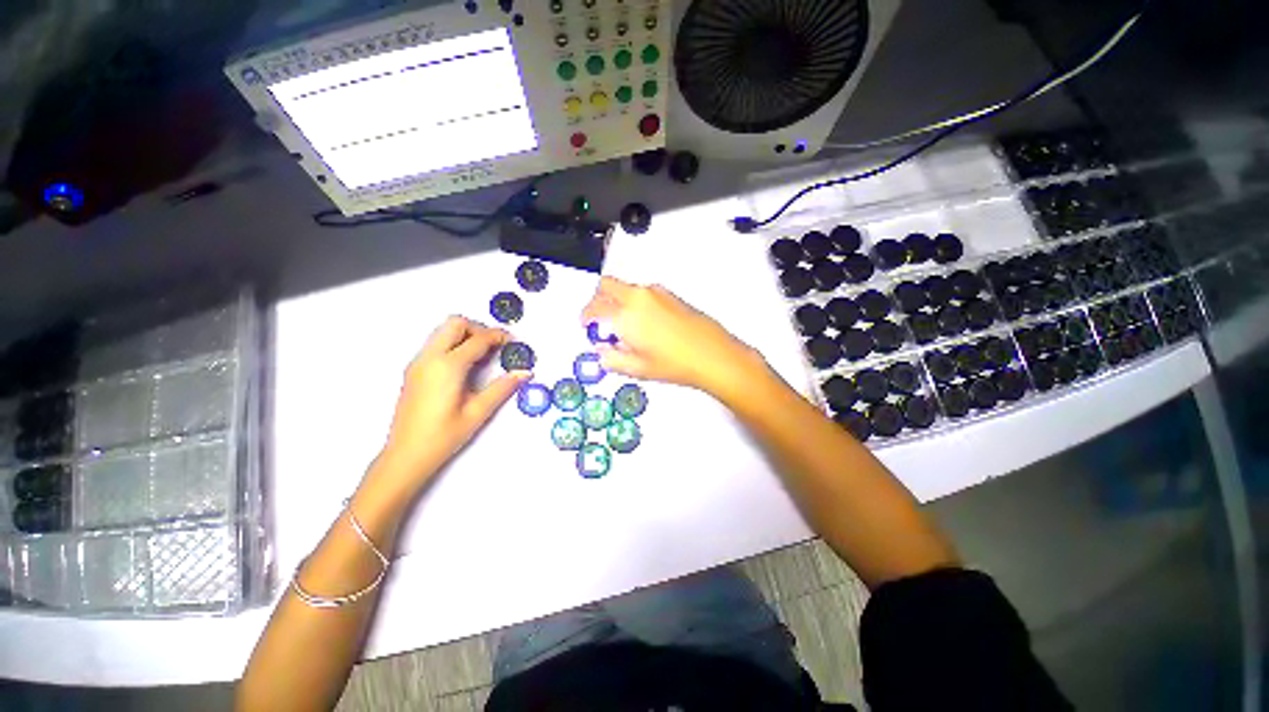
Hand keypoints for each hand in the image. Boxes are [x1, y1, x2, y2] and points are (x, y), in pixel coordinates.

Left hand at [373, 316, 530, 492]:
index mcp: (447, 367)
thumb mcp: (478, 412)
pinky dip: (454, 344)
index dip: (499, 337)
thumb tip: (524, 373)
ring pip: (443, 331)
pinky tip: (466, 365)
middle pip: (455, 323)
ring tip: (484, 355)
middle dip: (479, 328)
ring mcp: (418, 363)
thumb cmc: (443, 436)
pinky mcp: (414, 370)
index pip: (478, 339)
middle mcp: (430, 358)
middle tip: (496, 345)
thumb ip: (502, 388)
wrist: (405, 455)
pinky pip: (436, 344)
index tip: (513, 342)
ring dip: (465, 334)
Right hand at [580, 277, 764, 397]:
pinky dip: (635, 302)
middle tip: (601, 321)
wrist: (712, 355)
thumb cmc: (677, 362)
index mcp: (625, 314)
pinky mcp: (669, 295)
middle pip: (606, 286)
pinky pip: (643, 293)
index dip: (586, 317)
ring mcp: (656, 293)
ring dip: (617, 301)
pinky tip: (644, 325)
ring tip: (625, 328)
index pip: (593, 307)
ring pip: (625, 288)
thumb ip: (611, 358)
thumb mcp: (637, 368)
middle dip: (598, 301)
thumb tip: (602, 352)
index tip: (587, 325)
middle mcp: (639, 297)